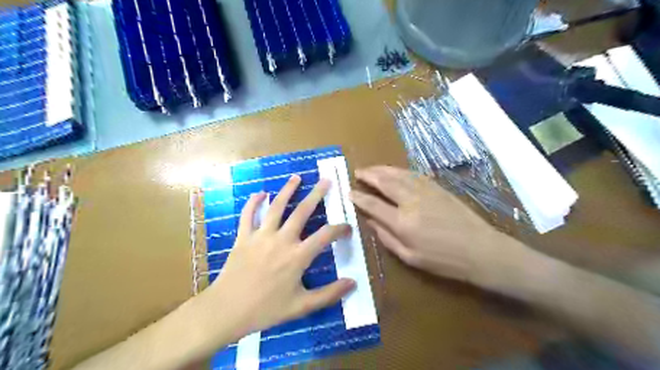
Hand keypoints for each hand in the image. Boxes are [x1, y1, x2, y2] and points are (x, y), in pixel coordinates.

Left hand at [205, 175, 355, 336]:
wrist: (228, 311)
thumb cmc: (266, 309)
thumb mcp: (302, 306)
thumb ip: (329, 294)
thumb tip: (353, 283)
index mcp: (297, 256)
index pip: (325, 236)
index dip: (340, 229)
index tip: (347, 227)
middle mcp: (282, 240)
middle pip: (302, 212)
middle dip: (316, 194)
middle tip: (325, 181)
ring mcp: (261, 236)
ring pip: (276, 207)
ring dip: (287, 190)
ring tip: (296, 177)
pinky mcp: (243, 237)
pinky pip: (248, 215)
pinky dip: (253, 202)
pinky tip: (260, 192)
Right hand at [350, 166, 526, 287]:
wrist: (481, 250)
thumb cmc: (444, 260)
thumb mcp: (410, 258)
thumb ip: (387, 238)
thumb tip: (370, 221)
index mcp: (402, 222)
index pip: (373, 204)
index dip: (359, 197)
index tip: (349, 192)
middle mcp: (411, 201)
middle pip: (384, 182)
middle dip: (368, 175)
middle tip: (357, 172)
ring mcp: (425, 191)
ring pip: (398, 174)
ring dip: (382, 169)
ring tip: (371, 168)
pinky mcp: (437, 187)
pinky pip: (413, 174)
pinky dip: (400, 170)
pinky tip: (394, 171)